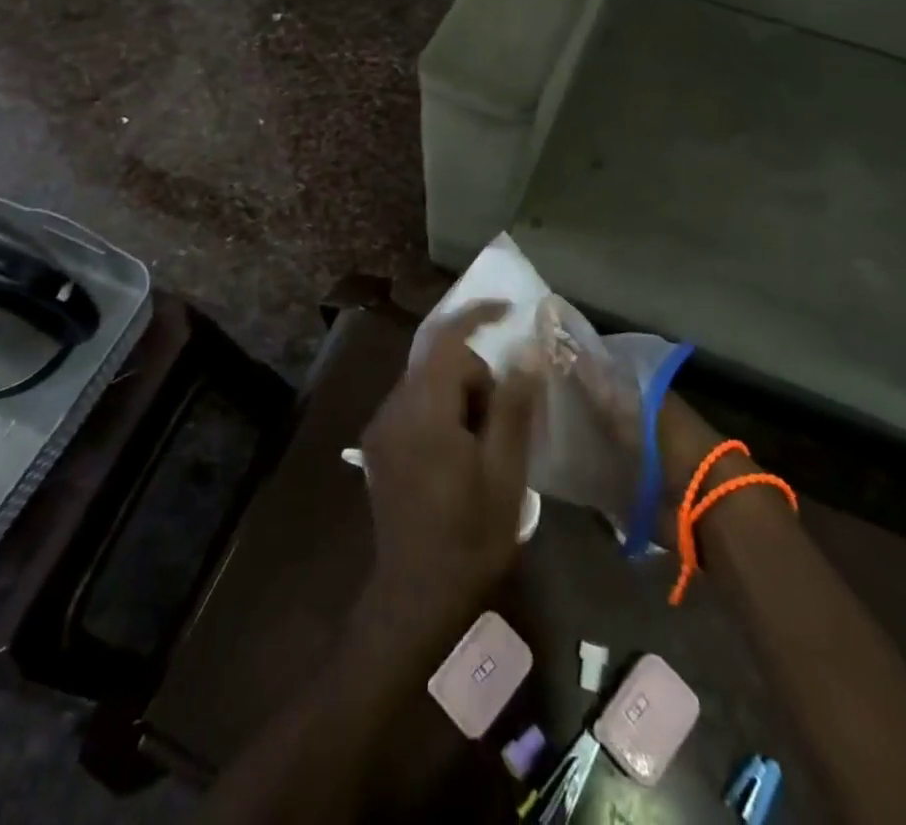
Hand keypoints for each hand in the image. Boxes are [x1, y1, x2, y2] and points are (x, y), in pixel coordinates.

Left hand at [358, 301, 543, 649]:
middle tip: (505, 415)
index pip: (447, 340)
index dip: (478, 315)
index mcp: (424, 412)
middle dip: (476, 373)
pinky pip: (414, 404)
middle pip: (438, 361)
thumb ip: (513, 406)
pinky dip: (442, 409)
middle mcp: (393, 409)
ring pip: (426, 383)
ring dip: (460, 393)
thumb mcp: (505, 472)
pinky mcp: (379, 445)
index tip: (509, 308)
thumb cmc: (470, 536)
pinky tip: (460, 450)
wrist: (416, 597)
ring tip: (485, 441)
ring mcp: (381, 427)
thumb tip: (527, 354)